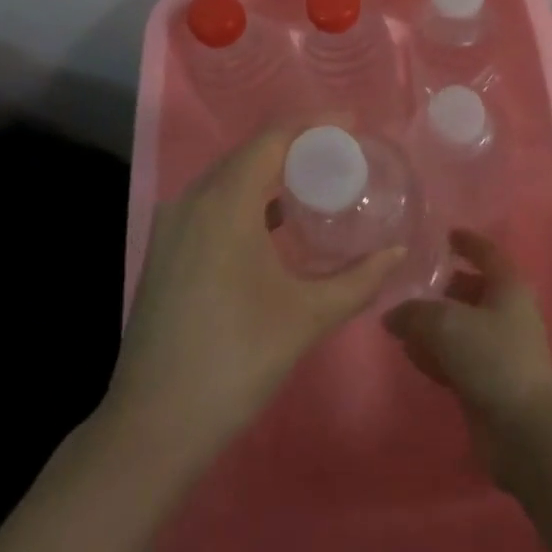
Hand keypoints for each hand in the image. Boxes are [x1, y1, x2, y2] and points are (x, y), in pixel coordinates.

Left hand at [106, 130, 405, 470]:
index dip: (315, 123)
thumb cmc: (236, 360)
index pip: (273, 138)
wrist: (153, 427)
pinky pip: (213, 201)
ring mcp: (172, 226)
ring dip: (272, 170)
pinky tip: (277, 220)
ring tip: (318, 178)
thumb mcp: (308, 316)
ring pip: (229, 176)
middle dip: (298, 144)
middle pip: (250, 152)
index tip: (353, 124)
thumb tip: (397, 251)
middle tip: (344, 152)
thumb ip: (359, 279)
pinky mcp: (166, 250)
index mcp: (224, 203)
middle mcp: (193, 201)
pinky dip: (249, 197)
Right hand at [384, 229, 551, 485]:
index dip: (467, 241)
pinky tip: (411, 355)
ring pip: (462, 325)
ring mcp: (500, 349)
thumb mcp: (446, 324)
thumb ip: (414, 312)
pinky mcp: (488, 381)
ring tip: (400, 319)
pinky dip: (436, 352)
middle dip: (444, 285)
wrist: (524, 430)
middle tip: (410, 281)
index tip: (445, 234)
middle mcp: (507, 312)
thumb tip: (392, 316)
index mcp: (508, 286)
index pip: (487, 252)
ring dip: (435, 322)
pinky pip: (457, 356)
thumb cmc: (493, 359)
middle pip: (472, 289)